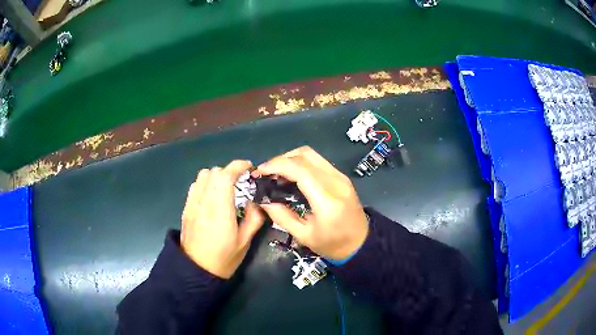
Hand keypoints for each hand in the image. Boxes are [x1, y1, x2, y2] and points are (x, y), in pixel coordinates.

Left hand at [181, 160, 264, 278]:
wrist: (196, 270)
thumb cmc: (223, 258)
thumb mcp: (245, 242)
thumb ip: (254, 218)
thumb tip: (257, 202)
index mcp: (220, 210)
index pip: (225, 176)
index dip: (238, 166)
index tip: (250, 168)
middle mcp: (204, 202)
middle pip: (214, 172)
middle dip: (229, 171)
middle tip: (241, 182)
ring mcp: (192, 204)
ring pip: (202, 176)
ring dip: (216, 176)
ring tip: (226, 187)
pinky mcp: (186, 208)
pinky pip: (195, 185)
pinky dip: (206, 183)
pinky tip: (212, 196)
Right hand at [253, 147, 367, 259]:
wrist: (361, 243)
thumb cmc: (332, 244)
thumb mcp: (304, 236)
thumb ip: (282, 217)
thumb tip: (264, 201)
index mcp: (327, 200)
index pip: (300, 170)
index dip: (276, 165)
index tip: (259, 172)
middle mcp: (335, 182)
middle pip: (304, 155)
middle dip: (280, 160)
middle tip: (266, 173)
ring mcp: (340, 176)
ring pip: (311, 154)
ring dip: (290, 158)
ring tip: (276, 173)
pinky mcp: (341, 176)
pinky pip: (317, 161)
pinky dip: (301, 163)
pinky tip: (291, 175)